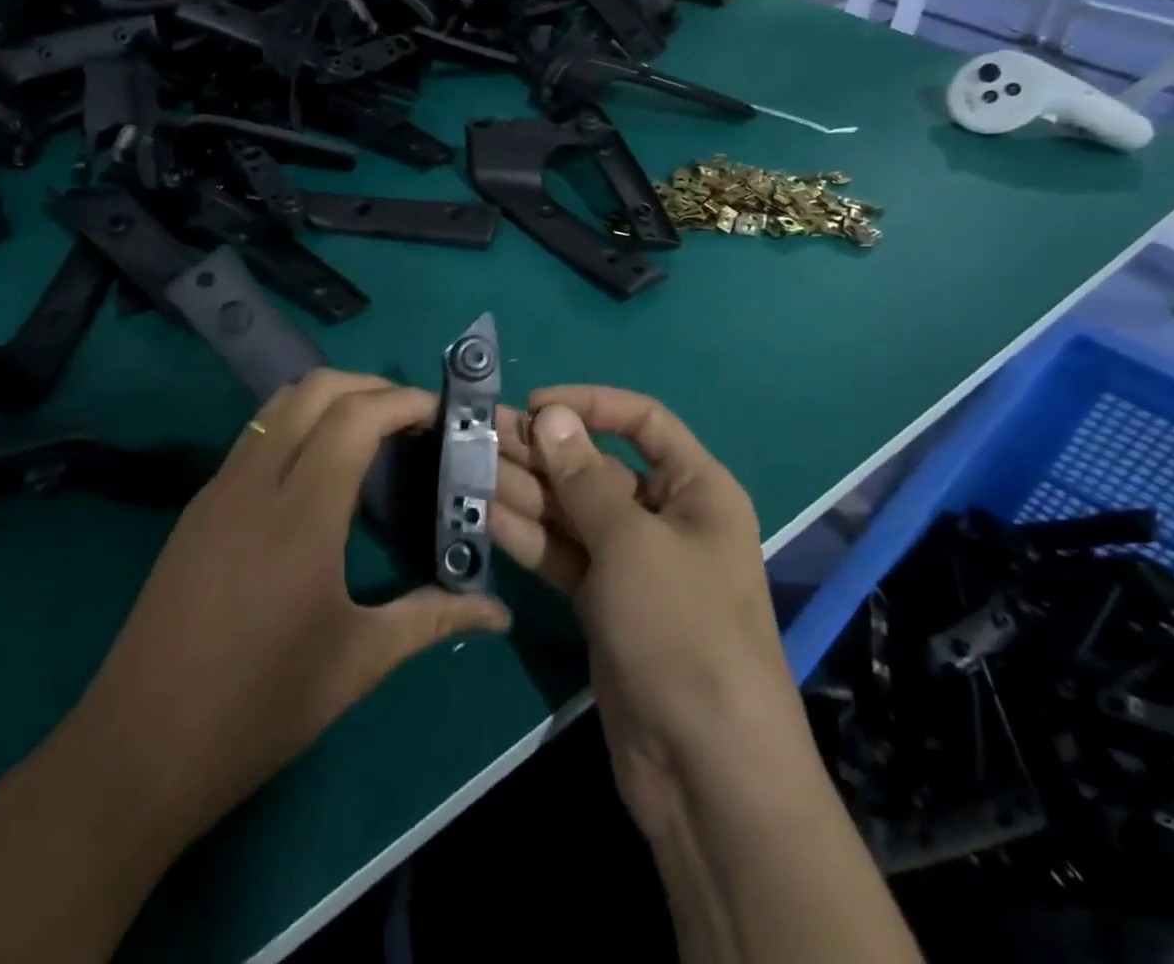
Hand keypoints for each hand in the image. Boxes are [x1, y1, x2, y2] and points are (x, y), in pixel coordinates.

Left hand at [72, 370, 510, 845]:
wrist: (137, 750)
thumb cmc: (260, 706)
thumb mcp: (359, 662)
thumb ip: (434, 618)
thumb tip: (499, 611)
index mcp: (301, 514)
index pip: (356, 417)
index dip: (404, 400)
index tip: (441, 413)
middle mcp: (255, 483)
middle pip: (314, 389)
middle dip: (370, 386)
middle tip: (411, 417)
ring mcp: (218, 490)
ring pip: (278, 405)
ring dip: (330, 399)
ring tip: (371, 432)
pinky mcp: (197, 508)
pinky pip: (256, 437)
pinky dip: (298, 425)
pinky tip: (319, 471)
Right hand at [492, 388, 800, 841]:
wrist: (705, 770)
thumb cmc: (683, 630)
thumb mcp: (632, 542)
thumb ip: (584, 478)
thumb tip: (550, 415)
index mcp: (695, 489)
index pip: (642, 421)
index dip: (590, 404)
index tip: (535, 403)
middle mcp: (664, 517)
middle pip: (596, 466)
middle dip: (542, 449)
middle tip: (479, 432)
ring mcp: (632, 564)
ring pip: (571, 511)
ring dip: (524, 490)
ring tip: (468, 466)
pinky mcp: (603, 604)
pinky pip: (562, 555)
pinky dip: (527, 536)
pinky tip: (483, 514)